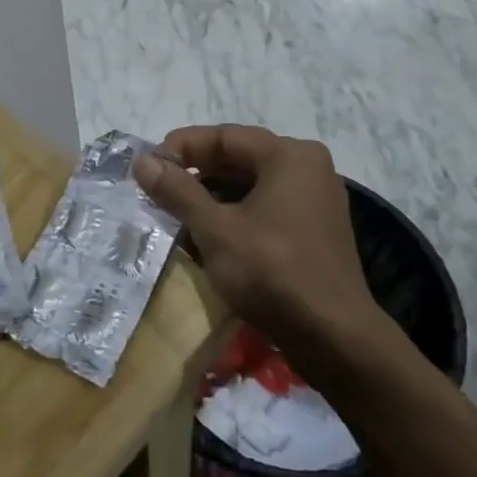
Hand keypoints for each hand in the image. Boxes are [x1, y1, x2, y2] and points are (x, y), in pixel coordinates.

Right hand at [133, 125, 392, 359]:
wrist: (335, 339)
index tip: (148, 166)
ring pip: (250, 185)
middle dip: (195, 173)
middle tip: (156, 188)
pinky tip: (205, 234)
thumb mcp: (216, 229)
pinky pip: (265, 208)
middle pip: (239, 158)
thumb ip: (177, 191)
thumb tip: (142, 160)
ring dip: (211, 196)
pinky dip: (234, 215)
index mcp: (289, 156)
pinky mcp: (313, 230)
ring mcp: (314, 200)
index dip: (181, 147)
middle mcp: (307, 168)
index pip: (224, 136)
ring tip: (173, 212)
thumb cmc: (272, 272)